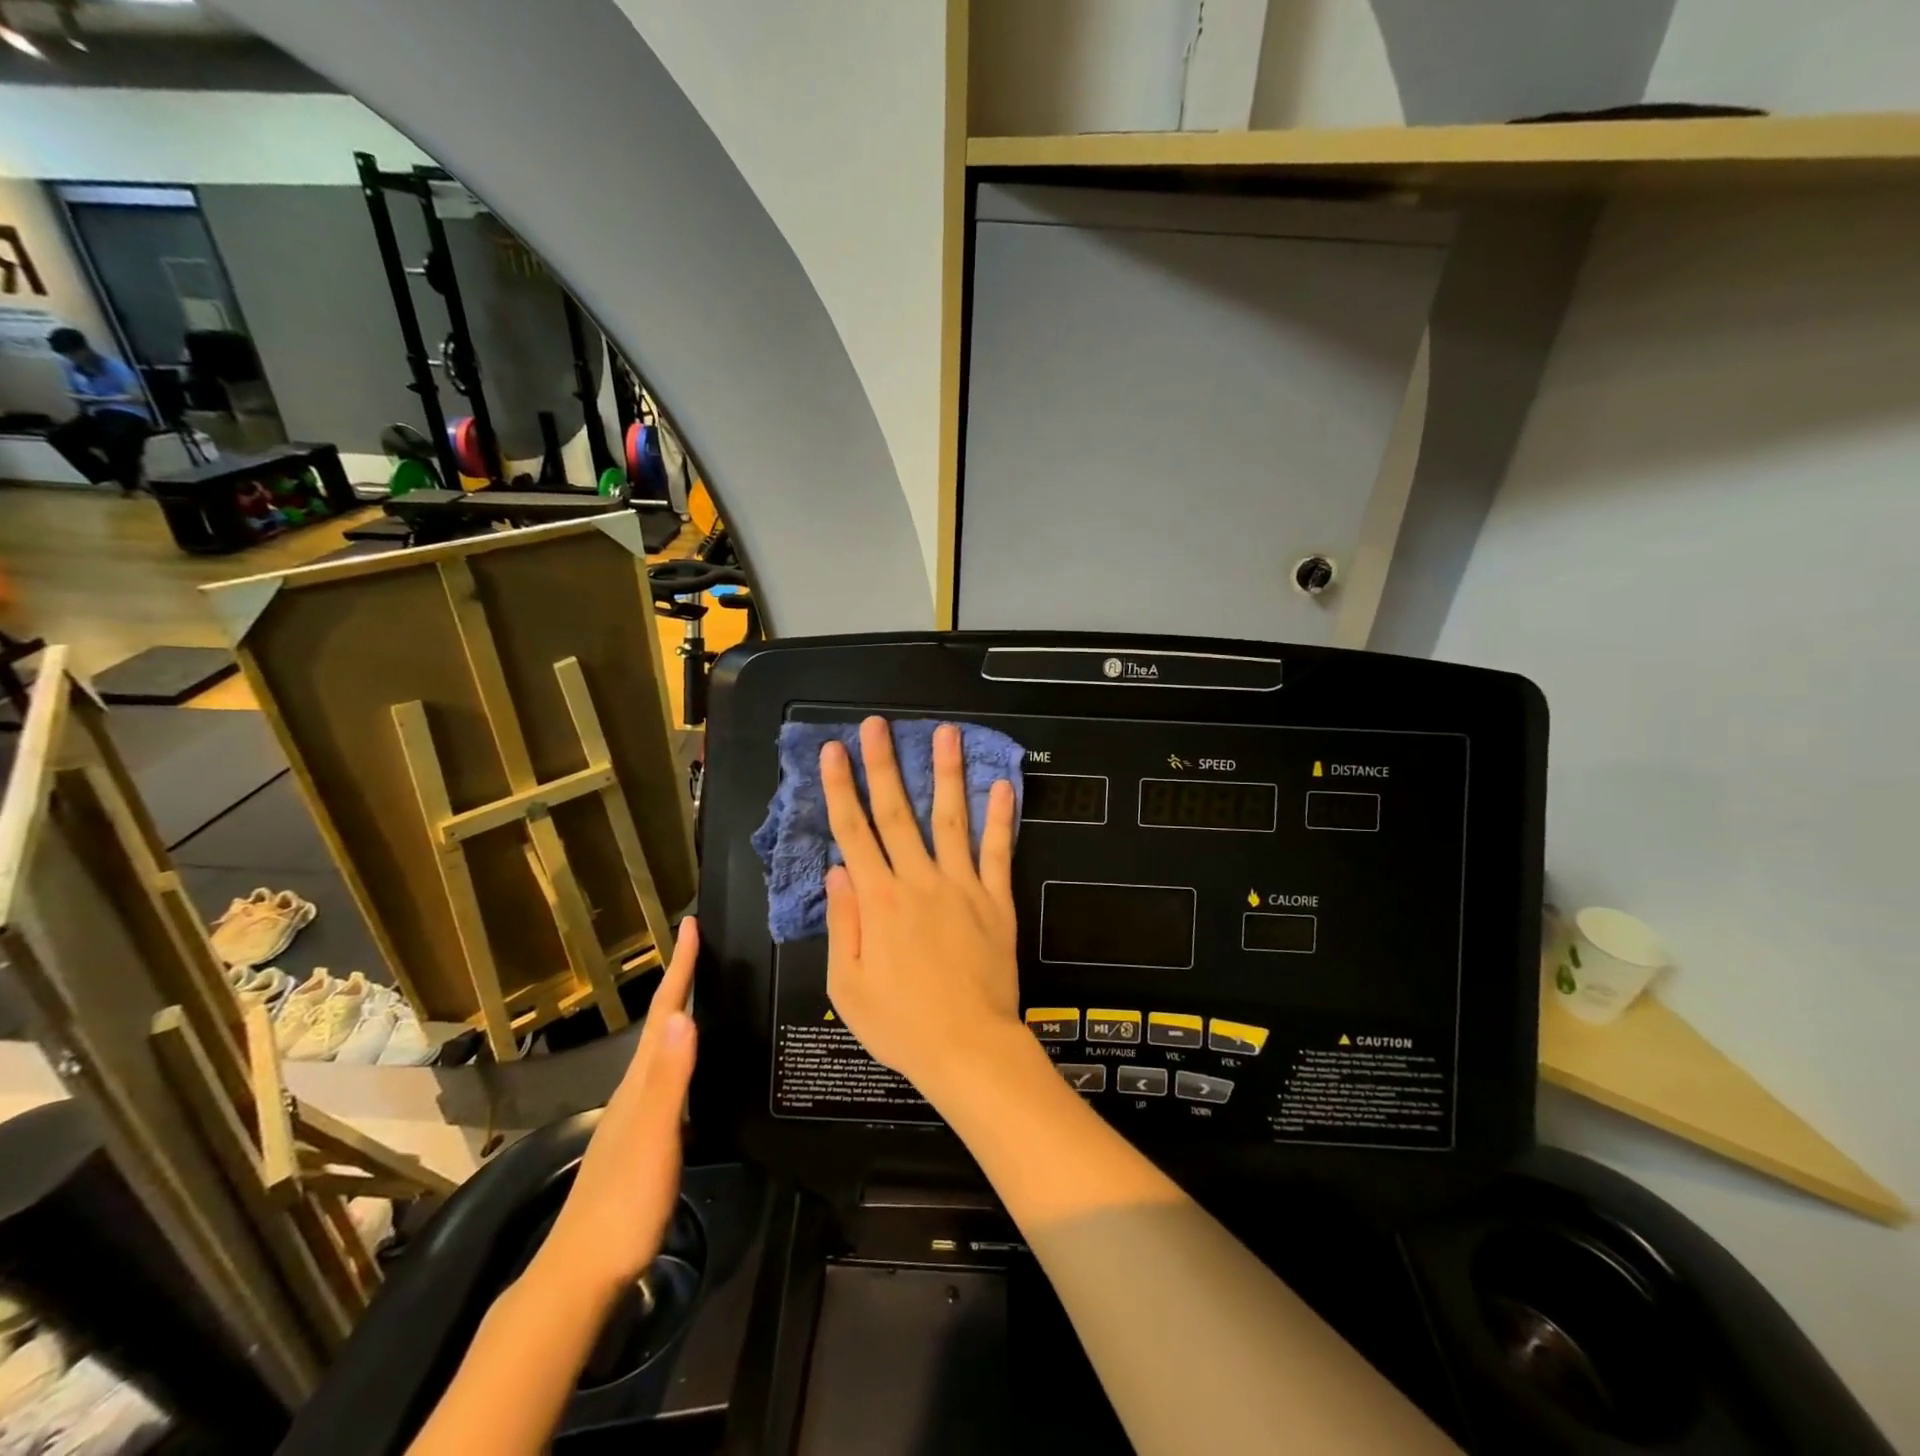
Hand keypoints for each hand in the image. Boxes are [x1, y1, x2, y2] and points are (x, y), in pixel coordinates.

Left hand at [536, 919, 698, 1297]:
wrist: (580, 1274)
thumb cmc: (624, 1202)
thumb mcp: (655, 1138)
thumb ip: (671, 1079)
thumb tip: (686, 1014)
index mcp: (641, 1082)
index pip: (664, 1013)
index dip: (680, 967)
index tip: (692, 924)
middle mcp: (634, 1089)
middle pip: (660, 1023)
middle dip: (679, 980)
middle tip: (700, 947)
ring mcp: (634, 1116)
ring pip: (661, 1049)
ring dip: (678, 1014)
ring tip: (698, 991)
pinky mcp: (641, 1139)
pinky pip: (666, 1077)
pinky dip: (681, 1054)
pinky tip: (690, 1065)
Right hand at [820, 718, 1020, 1098]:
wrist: (968, 1048)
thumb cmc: (901, 1023)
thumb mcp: (849, 985)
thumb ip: (843, 923)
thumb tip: (837, 869)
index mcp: (879, 901)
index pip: (853, 832)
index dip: (841, 788)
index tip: (833, 751)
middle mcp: (919, 882)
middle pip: (898, 813)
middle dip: (884, 765)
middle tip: (878, 725)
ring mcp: (963, 887)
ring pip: (951, 819)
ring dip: (947, 773)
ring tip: (947, 732)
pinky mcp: (997, 901)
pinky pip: (999, 852)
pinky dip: (1002, 818)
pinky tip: (1003, 785)